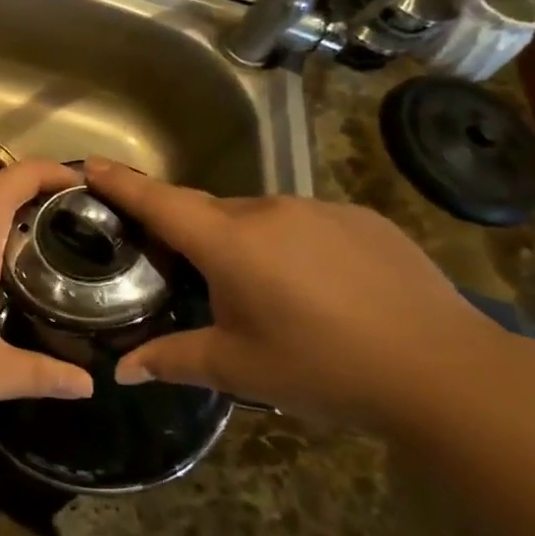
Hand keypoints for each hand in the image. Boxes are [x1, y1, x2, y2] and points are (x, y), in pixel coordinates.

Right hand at [84, 159, 510, 425]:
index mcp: (229, 243)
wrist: (445, 370)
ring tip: (261, 292)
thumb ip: (173, 360)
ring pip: (258, 218)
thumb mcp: (239, 369)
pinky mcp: (361, 219)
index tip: (89, 164)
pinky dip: (290, 245)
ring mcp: (319, 209)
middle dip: (189, 233)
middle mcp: (268, 211)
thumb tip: (120, 371)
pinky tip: (315, 288)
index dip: (122, 183)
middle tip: (184, 269)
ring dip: (243, 243)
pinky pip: (303, 223)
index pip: (160, 202)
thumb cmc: (323, 368)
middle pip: (208, 211)